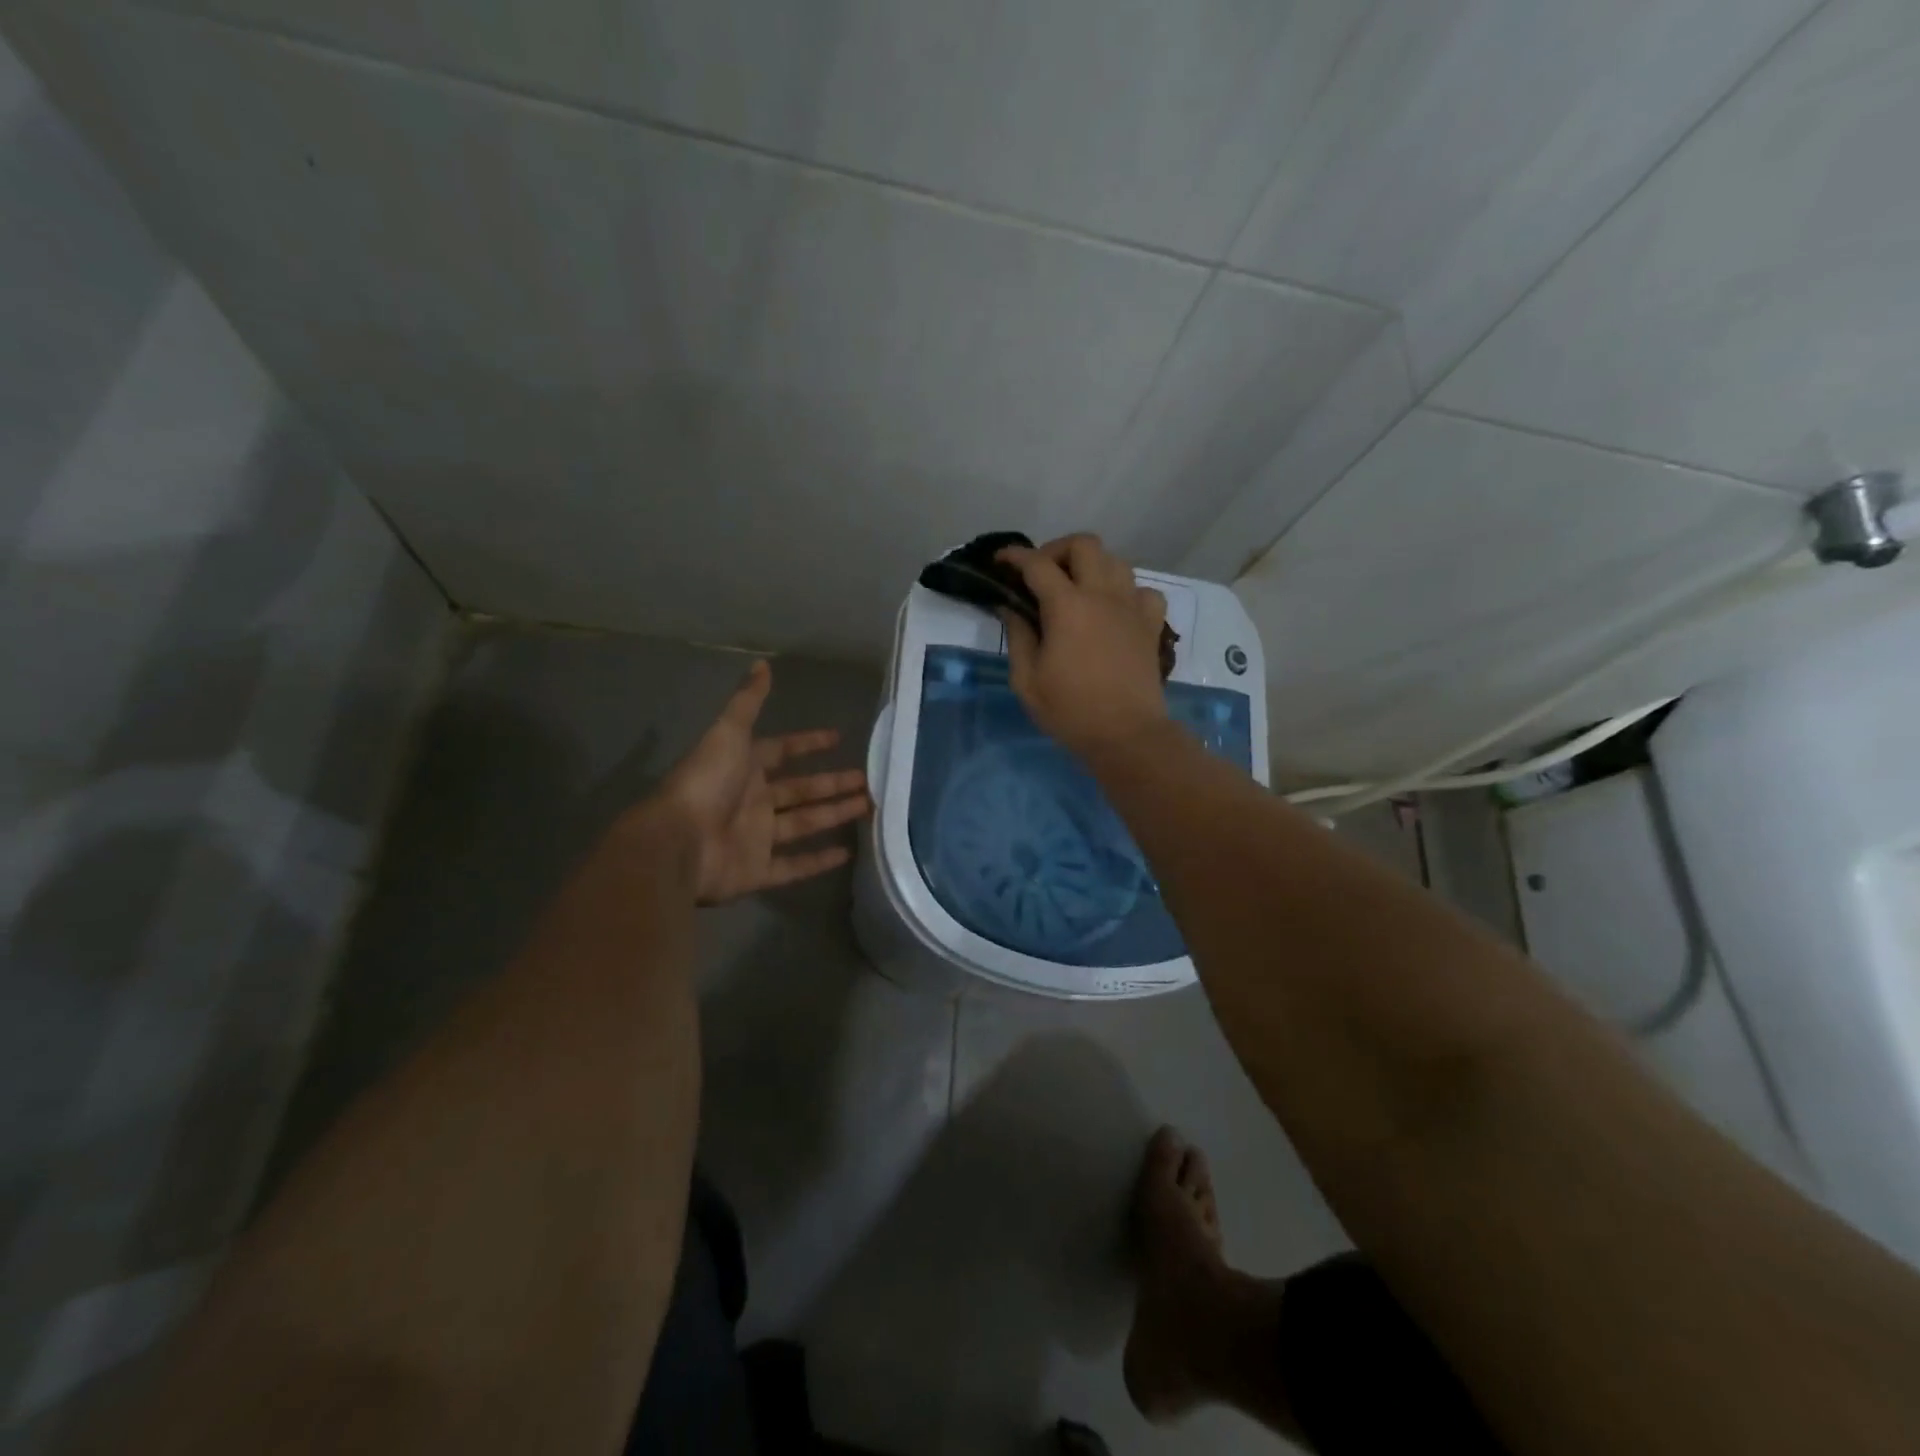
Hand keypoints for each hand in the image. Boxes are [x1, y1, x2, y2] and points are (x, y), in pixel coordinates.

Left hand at [646, 660, 870, 903]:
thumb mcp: (728, 733)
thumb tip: (763, 663)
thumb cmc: (705, 783)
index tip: (838, 738)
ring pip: (803, 824)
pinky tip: (848, 853)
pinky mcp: (759, 871)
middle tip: (867, 779)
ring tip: (869, 807)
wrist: (677, 842)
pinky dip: (819, 861)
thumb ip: (747, 701)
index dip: (808, 744)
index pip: (781, 751)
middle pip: (800, 790)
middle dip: (832, 783)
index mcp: (743, 768)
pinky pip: (794, 866)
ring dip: (834, 814)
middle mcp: (752, 801)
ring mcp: (756, 838)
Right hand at [997, 533, 1169, 759]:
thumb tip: (1011, 607)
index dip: (1015, 556)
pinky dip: (1126, 591)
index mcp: (1067, 606)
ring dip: (1092, 566)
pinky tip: (1114, 610)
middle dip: (1057, 550)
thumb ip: (1018, 636)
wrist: (1126, 735)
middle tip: (1042, 574)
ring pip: (1116, 561)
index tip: (1000, 560)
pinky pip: (1143, 591)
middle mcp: (1103, 595)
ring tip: (1077, 589)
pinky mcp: (1151, 625)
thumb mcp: (1027, 680)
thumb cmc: (1070, 711)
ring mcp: (1132, 607)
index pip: (1037, 564)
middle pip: (1084, 544)